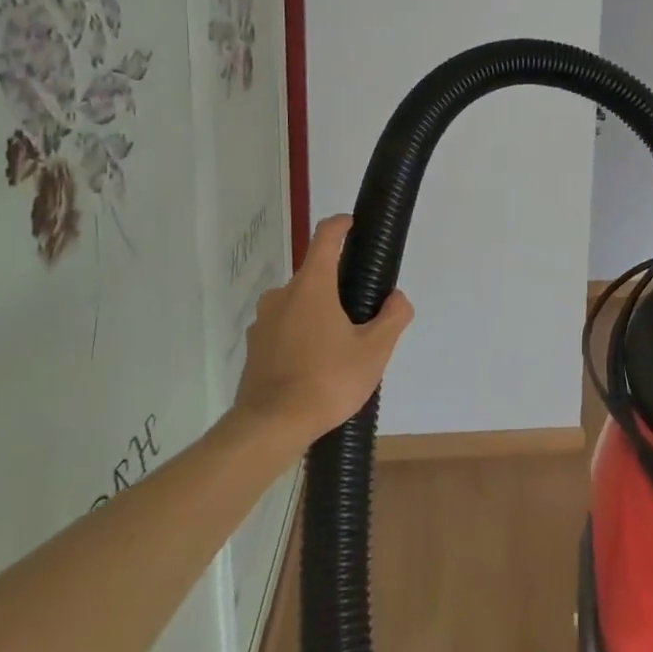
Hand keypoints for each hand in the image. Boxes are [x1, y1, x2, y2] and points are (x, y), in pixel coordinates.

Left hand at [228, 215, 413, 451]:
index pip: (326, 237)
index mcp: (312, 286)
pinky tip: (315, 365)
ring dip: (319, 313)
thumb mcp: (374, 351)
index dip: (341, 225)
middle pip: (314, 276)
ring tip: (340, 346)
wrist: (270, 427)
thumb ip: (393, 318)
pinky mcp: (254, 348)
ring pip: (298, 304)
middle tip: (362, 314)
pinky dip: (301, 336)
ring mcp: (263, 322)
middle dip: (338, 287)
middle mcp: (282, 295)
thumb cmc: (327, 380)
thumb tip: (397, 298)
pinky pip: (284, 329)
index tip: (354, 224)